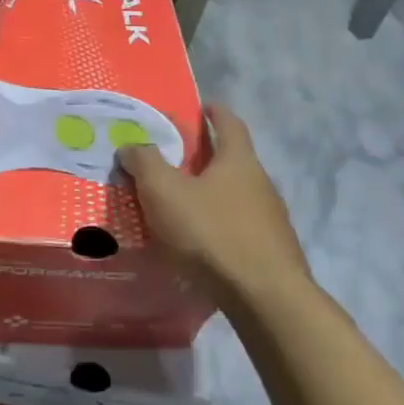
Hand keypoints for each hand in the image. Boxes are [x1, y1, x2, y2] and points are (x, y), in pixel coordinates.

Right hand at [117, 104, 309, 291]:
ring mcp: (270, 219)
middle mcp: (261, 183)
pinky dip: (219, 226)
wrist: (264, 297)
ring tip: (181, 206)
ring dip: (211, 195)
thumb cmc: (211, 232)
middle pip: (232, 160)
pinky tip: (201, 244)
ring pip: (236, 196)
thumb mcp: (164, 192)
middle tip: (173, 161)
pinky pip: (239, 228)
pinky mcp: (271, 251)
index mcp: (238, 160)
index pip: (229, 123)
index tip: (200, 107)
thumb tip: (132, 145)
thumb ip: (144, 163)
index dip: (214, 112)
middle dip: (206, 157)